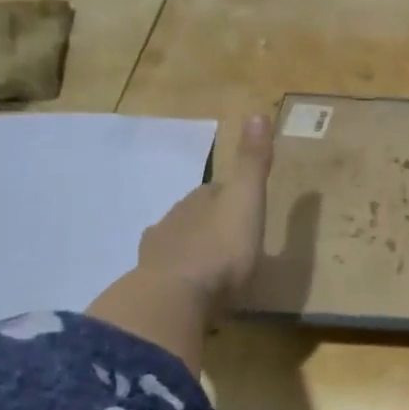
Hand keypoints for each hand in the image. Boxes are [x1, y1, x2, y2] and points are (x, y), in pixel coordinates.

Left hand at [136, 114, 275, 304]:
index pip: (215, 190)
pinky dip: (181, 278)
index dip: (231, 196)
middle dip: (211, 223)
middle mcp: (174, 220)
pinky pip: (169, 275)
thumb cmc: (220, 249)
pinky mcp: (152, 285)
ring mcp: (158, 253)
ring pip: (180, 244)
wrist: (175, 298)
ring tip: (216, 269)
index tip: (247, 208)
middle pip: (195, 215)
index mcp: (199, 200)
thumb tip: (257, 112)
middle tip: (235, 241)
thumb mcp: (246, 201)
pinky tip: (191, 291)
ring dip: (195, 250)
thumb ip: (252, 163)